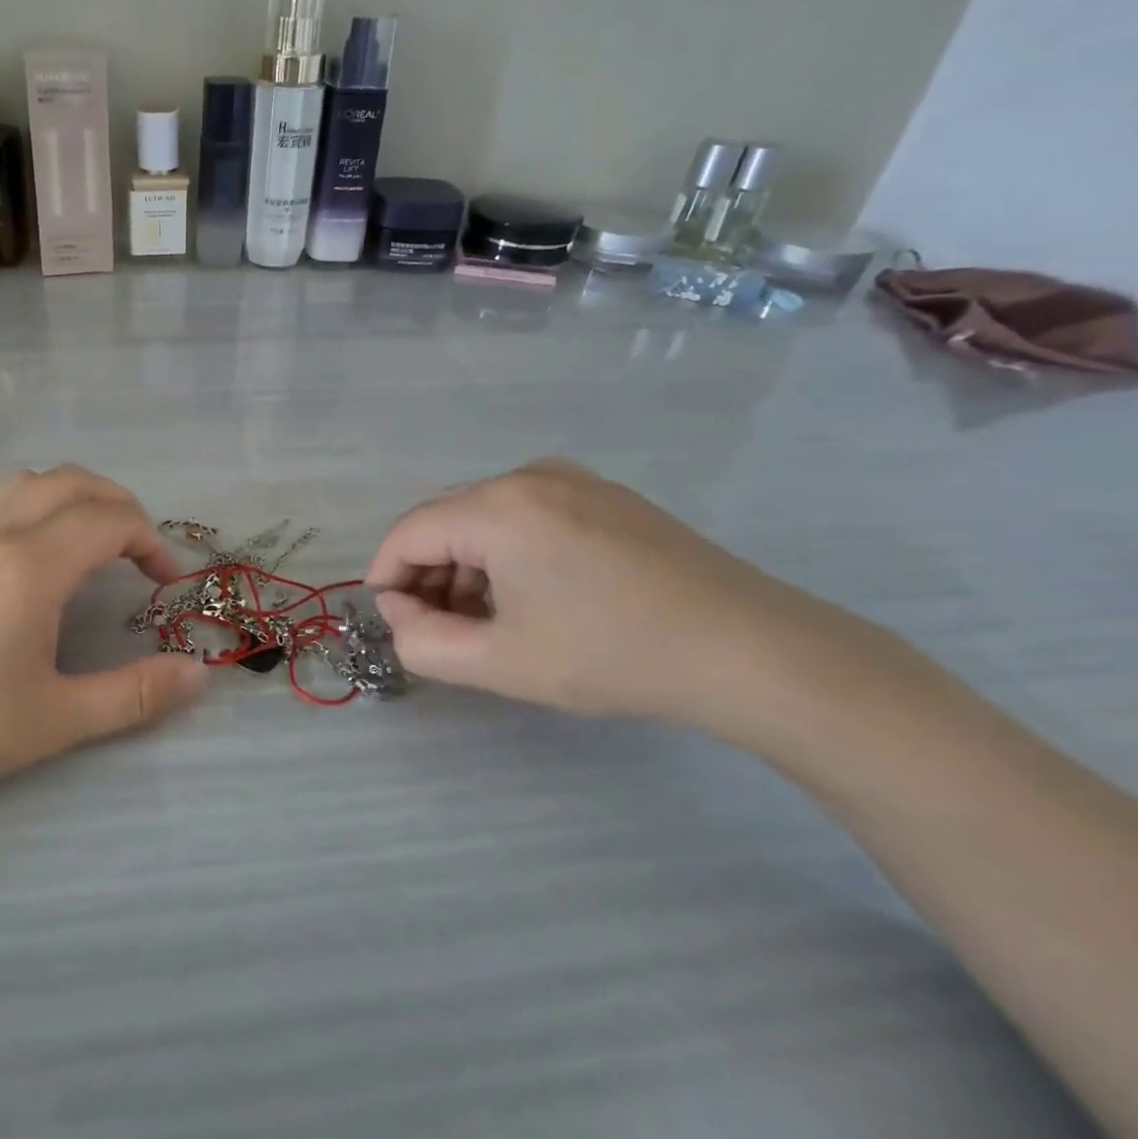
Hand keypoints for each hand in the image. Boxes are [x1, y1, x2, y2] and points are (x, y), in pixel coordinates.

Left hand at [0, 466, 207, 822]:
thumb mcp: (52, 721)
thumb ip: (132, 695)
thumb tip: (198, 674)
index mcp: (30, 567)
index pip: (110, 520)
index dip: (153, 542)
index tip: (168, 583)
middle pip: (75, 482)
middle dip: (123, 506)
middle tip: (143, 554)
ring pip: (33, 480)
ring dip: (79, 495)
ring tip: (98, 540)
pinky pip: (2, 497)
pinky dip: (42, 502)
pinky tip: (41, 551)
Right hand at [365, 459, 877, 729]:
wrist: (751, 650)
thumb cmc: (613, 654)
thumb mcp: (500, 662)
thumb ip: (421, 641)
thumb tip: (399, 609)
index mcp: (498, 506)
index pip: (408, 533)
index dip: (386, 577)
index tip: (393, 623)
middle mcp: (529, 476)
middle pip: (446, 521)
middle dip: (429, 576)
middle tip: (441, 632)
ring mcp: (574, 480)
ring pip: (486, 519)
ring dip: (468, 568)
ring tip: (489, 624)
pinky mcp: (605, 496)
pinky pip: (528, 517)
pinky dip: (508, 555)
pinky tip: (534, 601)